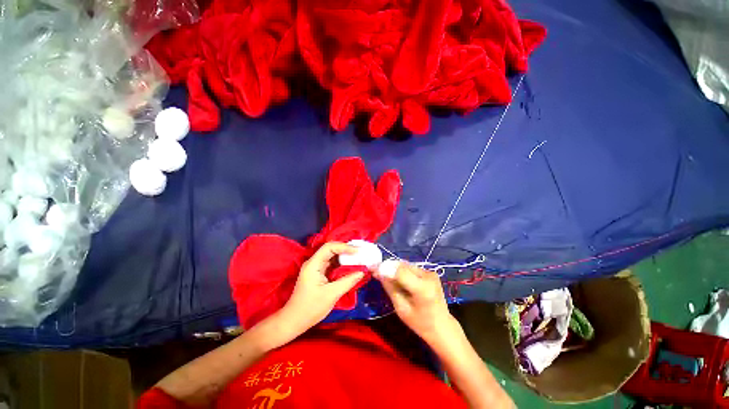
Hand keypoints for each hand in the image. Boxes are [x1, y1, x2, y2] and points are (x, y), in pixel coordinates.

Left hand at [279, 242, 363, 335]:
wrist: (294, 321)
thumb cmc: (311, 308)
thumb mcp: (332, 294)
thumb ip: (348, 281)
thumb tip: (362, 272)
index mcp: (313, 264)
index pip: (329, 247)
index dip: (344, 247)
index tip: (357, 251)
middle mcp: (314, 263)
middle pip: (331, 249)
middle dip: (346, 249)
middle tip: (360, 253)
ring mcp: (316, 268)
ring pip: (332, 256)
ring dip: (345, 256)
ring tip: (358, 258)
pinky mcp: (319, 274)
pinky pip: (332, 264)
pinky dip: (342, 264)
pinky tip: (350, 266)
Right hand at [375, 262, 456, 343]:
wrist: (442, 326)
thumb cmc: (420, 323)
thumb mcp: (401, 308)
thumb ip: (390, 288)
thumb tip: (379, 273)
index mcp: (422, 288)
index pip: (400, 271)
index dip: (385, 268)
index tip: (373, 269)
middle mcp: (428, 276)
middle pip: (403, 266)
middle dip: (388, 267)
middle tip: (375, 271)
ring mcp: (430, 272)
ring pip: (406, 265)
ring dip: (394, 268)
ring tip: (384, 274)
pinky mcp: (430, 272)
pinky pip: (411, 268)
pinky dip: (402, 271)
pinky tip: (396, 278)